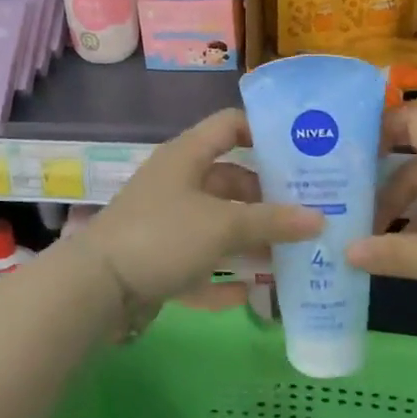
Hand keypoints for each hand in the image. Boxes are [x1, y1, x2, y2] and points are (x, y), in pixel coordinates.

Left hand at [72, 108, 321, 311]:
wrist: (97, 287)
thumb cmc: (163, 236)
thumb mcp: (222, 224)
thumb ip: (271, 221)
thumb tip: (319, 219)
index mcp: (187, 156)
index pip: (230, 125)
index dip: (264, 131)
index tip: (301, 150)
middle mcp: (177, 182)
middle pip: (231, 180)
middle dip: (268, 197)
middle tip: (310, 210)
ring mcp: (167, 222)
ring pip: (218, 223)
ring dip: (251, 238)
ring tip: (293, 253)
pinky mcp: (159, 259)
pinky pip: (201, 262)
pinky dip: (225, 275)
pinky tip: (254, 292)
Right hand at [345, 106, 416, 319]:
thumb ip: (400, 255)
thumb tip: (345, 249)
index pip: (414, 120)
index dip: (380, 122)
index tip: (345, 146)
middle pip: (416, 165)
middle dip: (380, 188)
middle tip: (347, 215)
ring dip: (404, 216)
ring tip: (373, 247)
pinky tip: (416, 263)